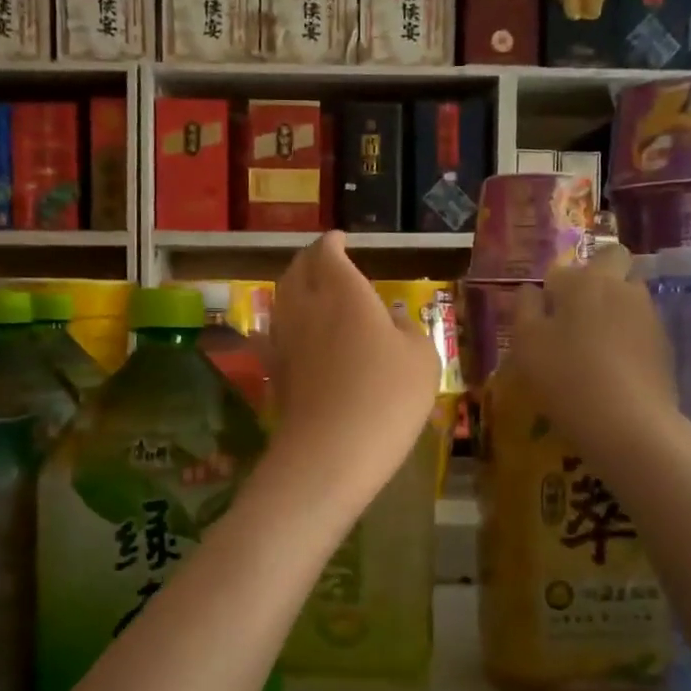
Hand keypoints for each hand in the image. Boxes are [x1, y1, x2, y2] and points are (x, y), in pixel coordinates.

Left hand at [265, 232, 440, 480]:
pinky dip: (276, 327)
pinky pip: (269, 337)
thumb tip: (392, 319)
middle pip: (297, 270)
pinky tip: (279, 333)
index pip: (328, 252)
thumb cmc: (387, 396)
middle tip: (323, 261)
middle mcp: (306, 306)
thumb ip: (408, 329)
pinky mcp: (273, 371)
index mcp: (344, 292)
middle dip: (309, 260)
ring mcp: (284, 338)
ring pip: (281, 300)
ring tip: (307, 292)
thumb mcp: (422, 358)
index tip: (340, 239)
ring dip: (292, 289)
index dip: (333, 243)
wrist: (331, 451)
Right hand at [507, 244, 690, 458]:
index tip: (541, 318)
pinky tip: (612, 369)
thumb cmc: (566, 377)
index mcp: (585, 281)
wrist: (629, 424)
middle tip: (574, 316)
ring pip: (629, 297)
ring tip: (592, 348)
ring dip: (612, 310)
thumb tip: (529, 290)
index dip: (551, 290)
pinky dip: (627, 338)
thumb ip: (525, 309)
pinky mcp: (664, 345)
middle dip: (596, 279)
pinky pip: (640, 328)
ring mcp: (649, 315)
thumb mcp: (527, 344)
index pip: (563, 269)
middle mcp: (622, 288)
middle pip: (612, 265)